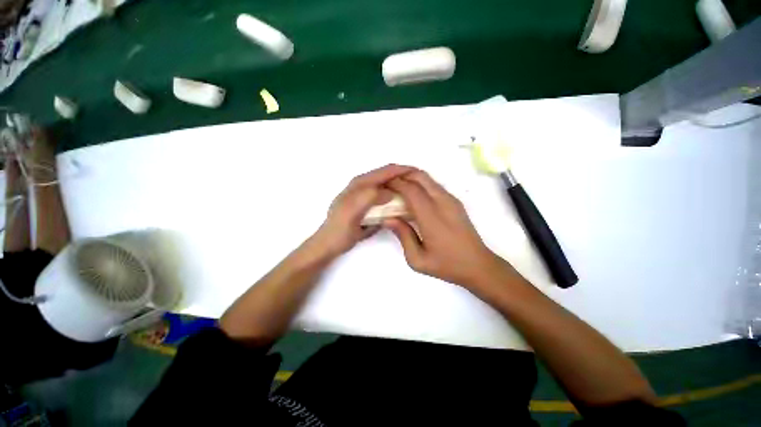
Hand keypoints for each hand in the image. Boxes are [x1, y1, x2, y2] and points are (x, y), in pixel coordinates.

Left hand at [311, 164, 415, 257]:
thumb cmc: (340, 229)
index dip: (402, 170)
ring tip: (416, 190)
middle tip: (421, 183)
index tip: (419, 173)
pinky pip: (385, 194)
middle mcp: (363, 185)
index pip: (385, 171)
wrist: (330, 244)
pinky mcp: (367, 204)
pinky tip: (403, 202)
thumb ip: (369, 198)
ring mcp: (365, 194)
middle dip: (404, 175)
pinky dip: (395, 195)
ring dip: (401, 185)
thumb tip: (390, 192)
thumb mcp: (352, 212)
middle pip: (388, 175)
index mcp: (360, 184)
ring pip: (387, 184)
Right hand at [385, 170, 508, 287]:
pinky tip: (412, 195)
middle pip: (420, 176)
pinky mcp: (455, 201)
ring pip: (428, 178)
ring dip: (411, 177)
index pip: (411, 190)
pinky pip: (434, 185)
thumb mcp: (418, 259)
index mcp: (432, 217)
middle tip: (388, 182)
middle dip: (402, 174)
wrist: (478, 265)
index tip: (382, 185)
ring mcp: (451, 200)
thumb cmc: (446, 265)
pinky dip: (420, 184)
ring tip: (397, 186)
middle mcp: (443, 203)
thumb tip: (388, 218)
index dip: (395, 183)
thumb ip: (403, 236)